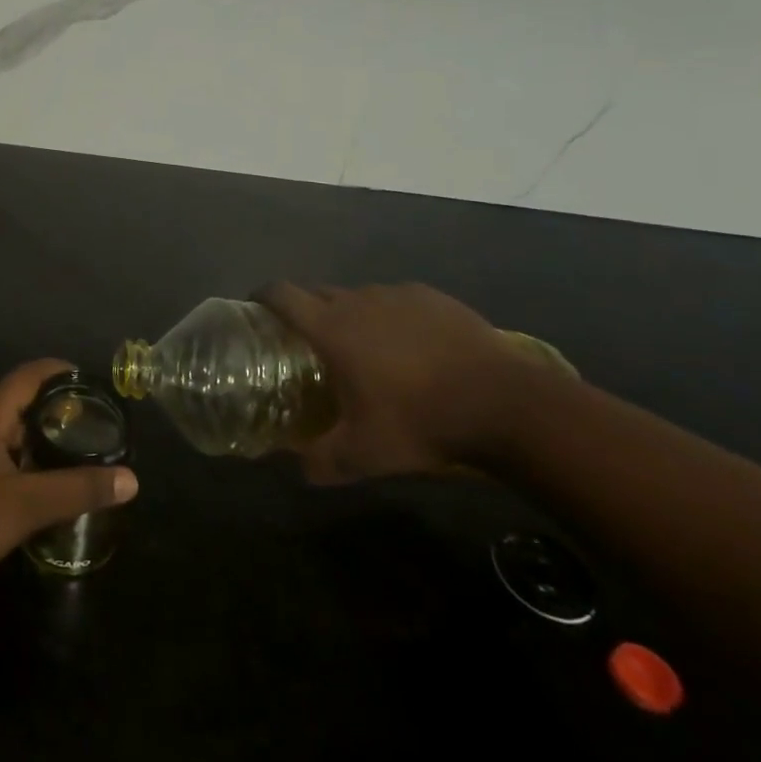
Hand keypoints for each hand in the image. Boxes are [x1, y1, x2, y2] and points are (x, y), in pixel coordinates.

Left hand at [0, 359, 138, 596]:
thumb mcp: (25, 506)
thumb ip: (77, 489)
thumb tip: (131, 479)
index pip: (30, 374)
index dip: (62, 373)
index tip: (94, 385)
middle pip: (17, 398)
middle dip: (54, 408)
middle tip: (91, 426)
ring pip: (3, 425)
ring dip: (35, 434)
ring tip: (70, 453)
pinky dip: (16, 453)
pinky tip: (32, 481)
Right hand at [257, 282, 561, 483]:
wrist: (505, 404)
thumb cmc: (421, 422)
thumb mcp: (364, 454)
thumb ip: (322, 461)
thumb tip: (298, 469)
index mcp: (331, 328)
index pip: (281, 294)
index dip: (263, 296)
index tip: (256, 307)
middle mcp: (358, 300)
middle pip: (317, 291)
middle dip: (305, 309)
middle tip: (309, 341)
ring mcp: (398, 295)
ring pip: (359, 296)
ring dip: (352, 315)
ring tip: (366, 348)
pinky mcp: (433, 297)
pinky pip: (398, 300)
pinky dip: (392, 316)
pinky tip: (411, 347)